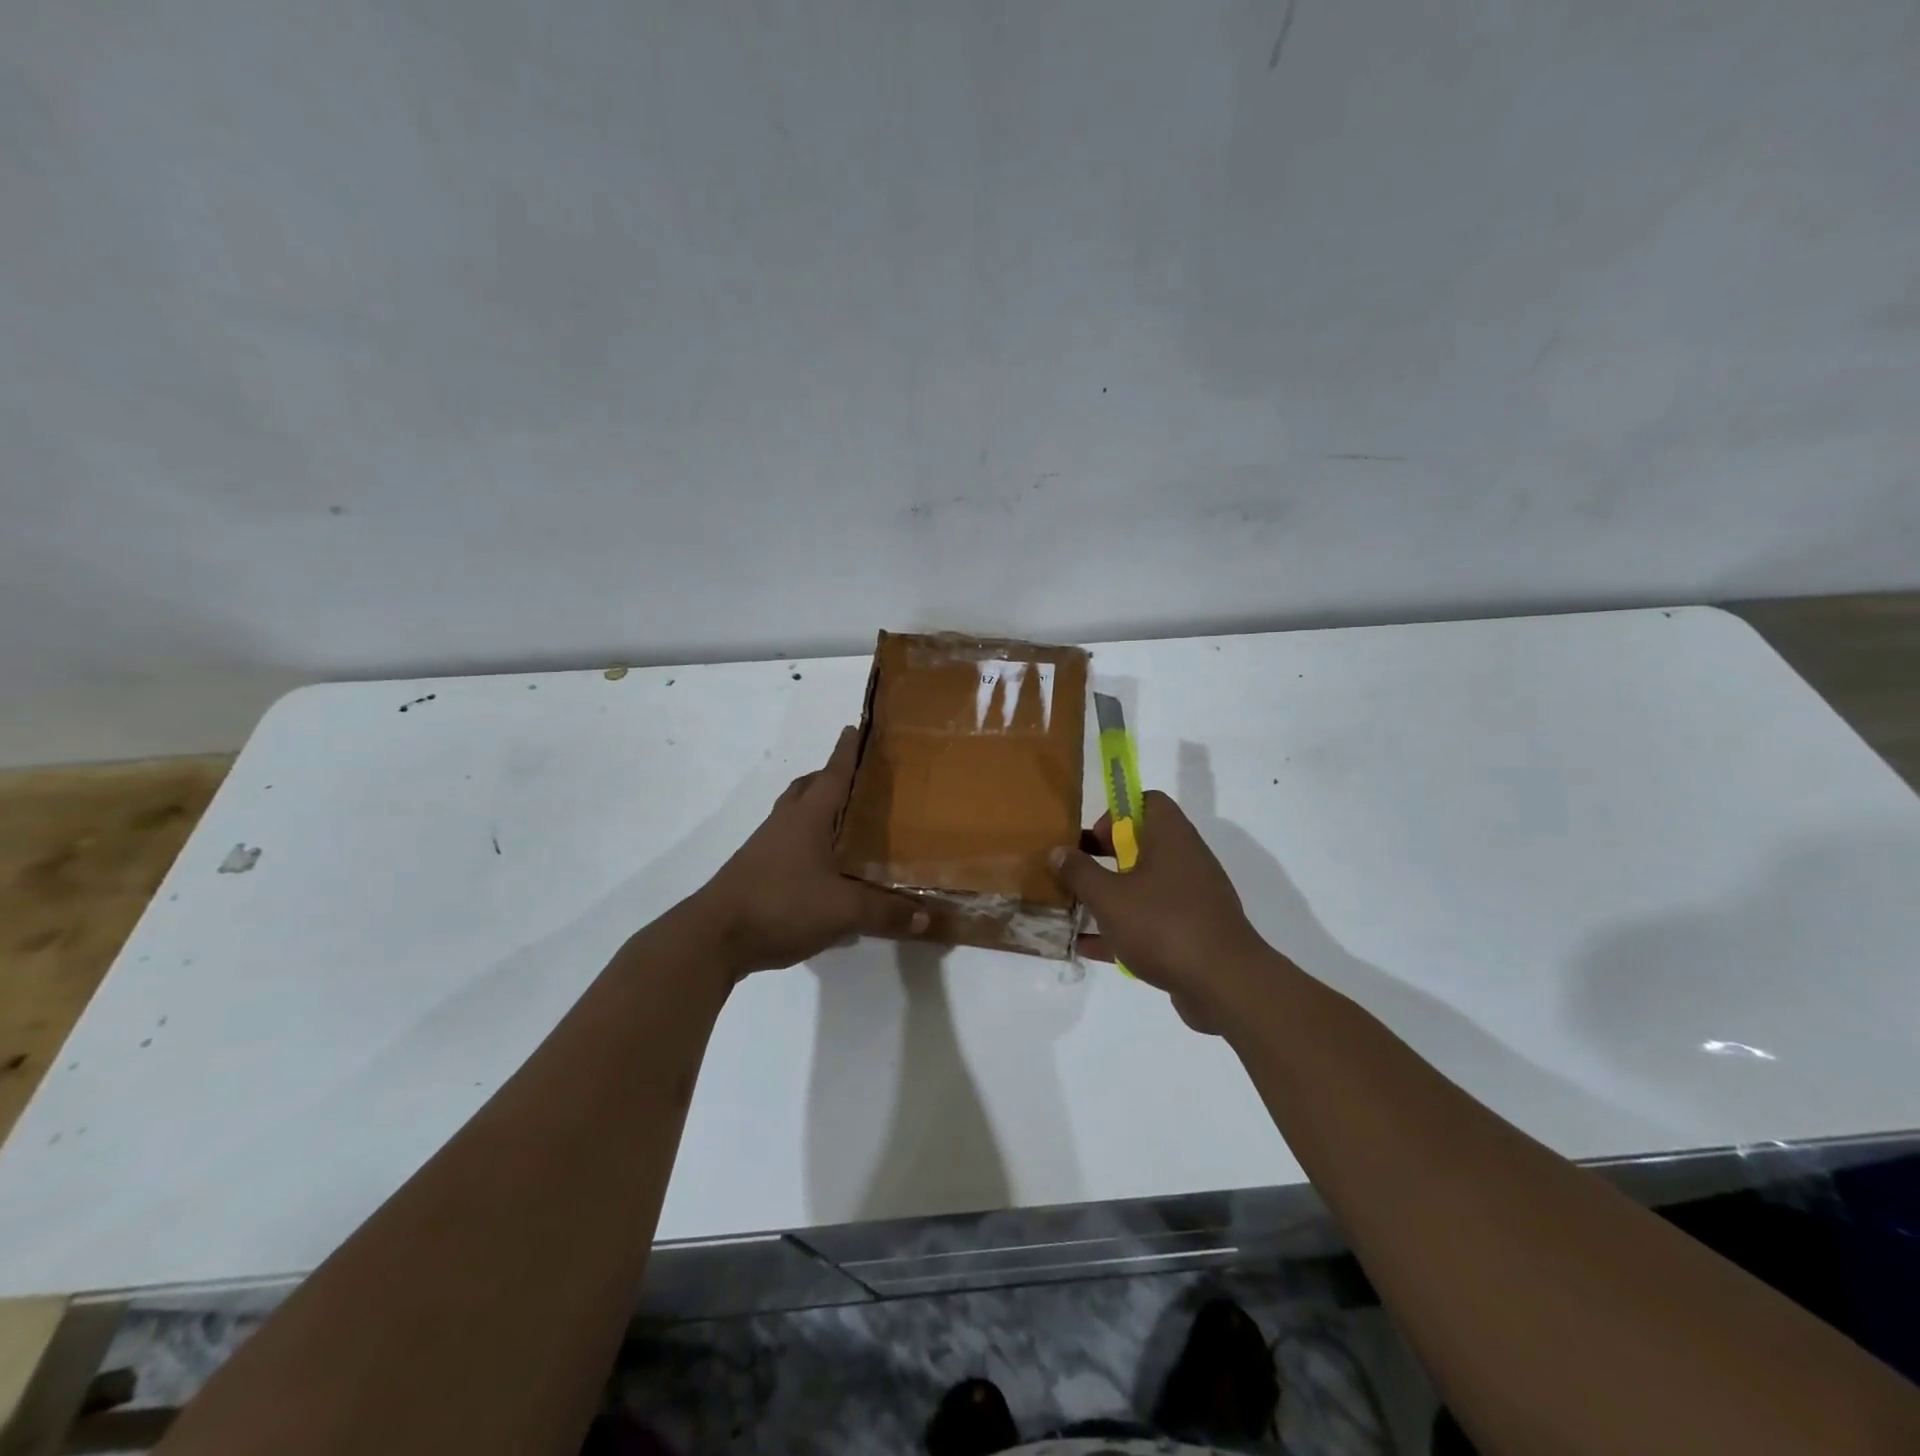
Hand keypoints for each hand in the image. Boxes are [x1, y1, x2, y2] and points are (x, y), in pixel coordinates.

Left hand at [695, 726, 927, 976]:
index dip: (847, 751)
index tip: (856, 727)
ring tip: (846, 825)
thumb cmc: (781, 905)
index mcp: (807, 818)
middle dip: (829, 778)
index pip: (833, 774)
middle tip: (858, 781)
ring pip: (794, 816)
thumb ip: (885, 913)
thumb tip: (928, 918)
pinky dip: (807, 844)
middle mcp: (785, 824)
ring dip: (817, 811)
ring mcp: (765, 848)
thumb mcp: (842, 911)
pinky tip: (826, 872)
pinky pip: (787, 845)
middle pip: (807, 788)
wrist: (714, 938)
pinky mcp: (755, 873)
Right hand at [1050, 791, 1272, 1032]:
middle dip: (1105, 858)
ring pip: (1145, 886)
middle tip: (1077, 874)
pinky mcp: (1193, 932)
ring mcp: (1193, 898)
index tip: (1093, 839)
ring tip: (1075, 910)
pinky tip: (1090, 947)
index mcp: (1171, 838)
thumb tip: (1058, 851)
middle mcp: (1186, 860)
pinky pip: (1152, 921)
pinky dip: (1124, 928)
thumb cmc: (1163, 925)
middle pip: (1142, 845)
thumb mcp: (1109, 897)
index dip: (1117, 813)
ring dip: (1112, 895)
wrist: (1224, 984)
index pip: (1148, 801)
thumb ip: (1079, 872)